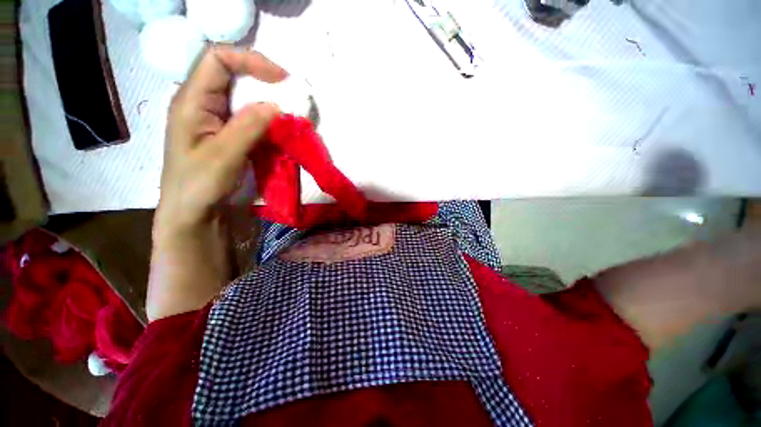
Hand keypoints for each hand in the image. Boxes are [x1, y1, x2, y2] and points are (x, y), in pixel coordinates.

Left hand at [147, 46, 286, 320]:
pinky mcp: (232, 137)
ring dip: (271, 107)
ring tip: (291, 119)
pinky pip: (254, 122)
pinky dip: (271, 125)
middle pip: (235, 77)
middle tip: (292, 98)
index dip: (250, 60)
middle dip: (266, 82)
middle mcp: (205, 105)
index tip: (282, 79)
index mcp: (192, 102)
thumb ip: (247, 128)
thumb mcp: (222, 156)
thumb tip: (276, 106)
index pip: (218, 59)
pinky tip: (282, 135)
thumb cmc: (198, 187)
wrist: (195, 214)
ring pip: (248, 100)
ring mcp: (220, 121)